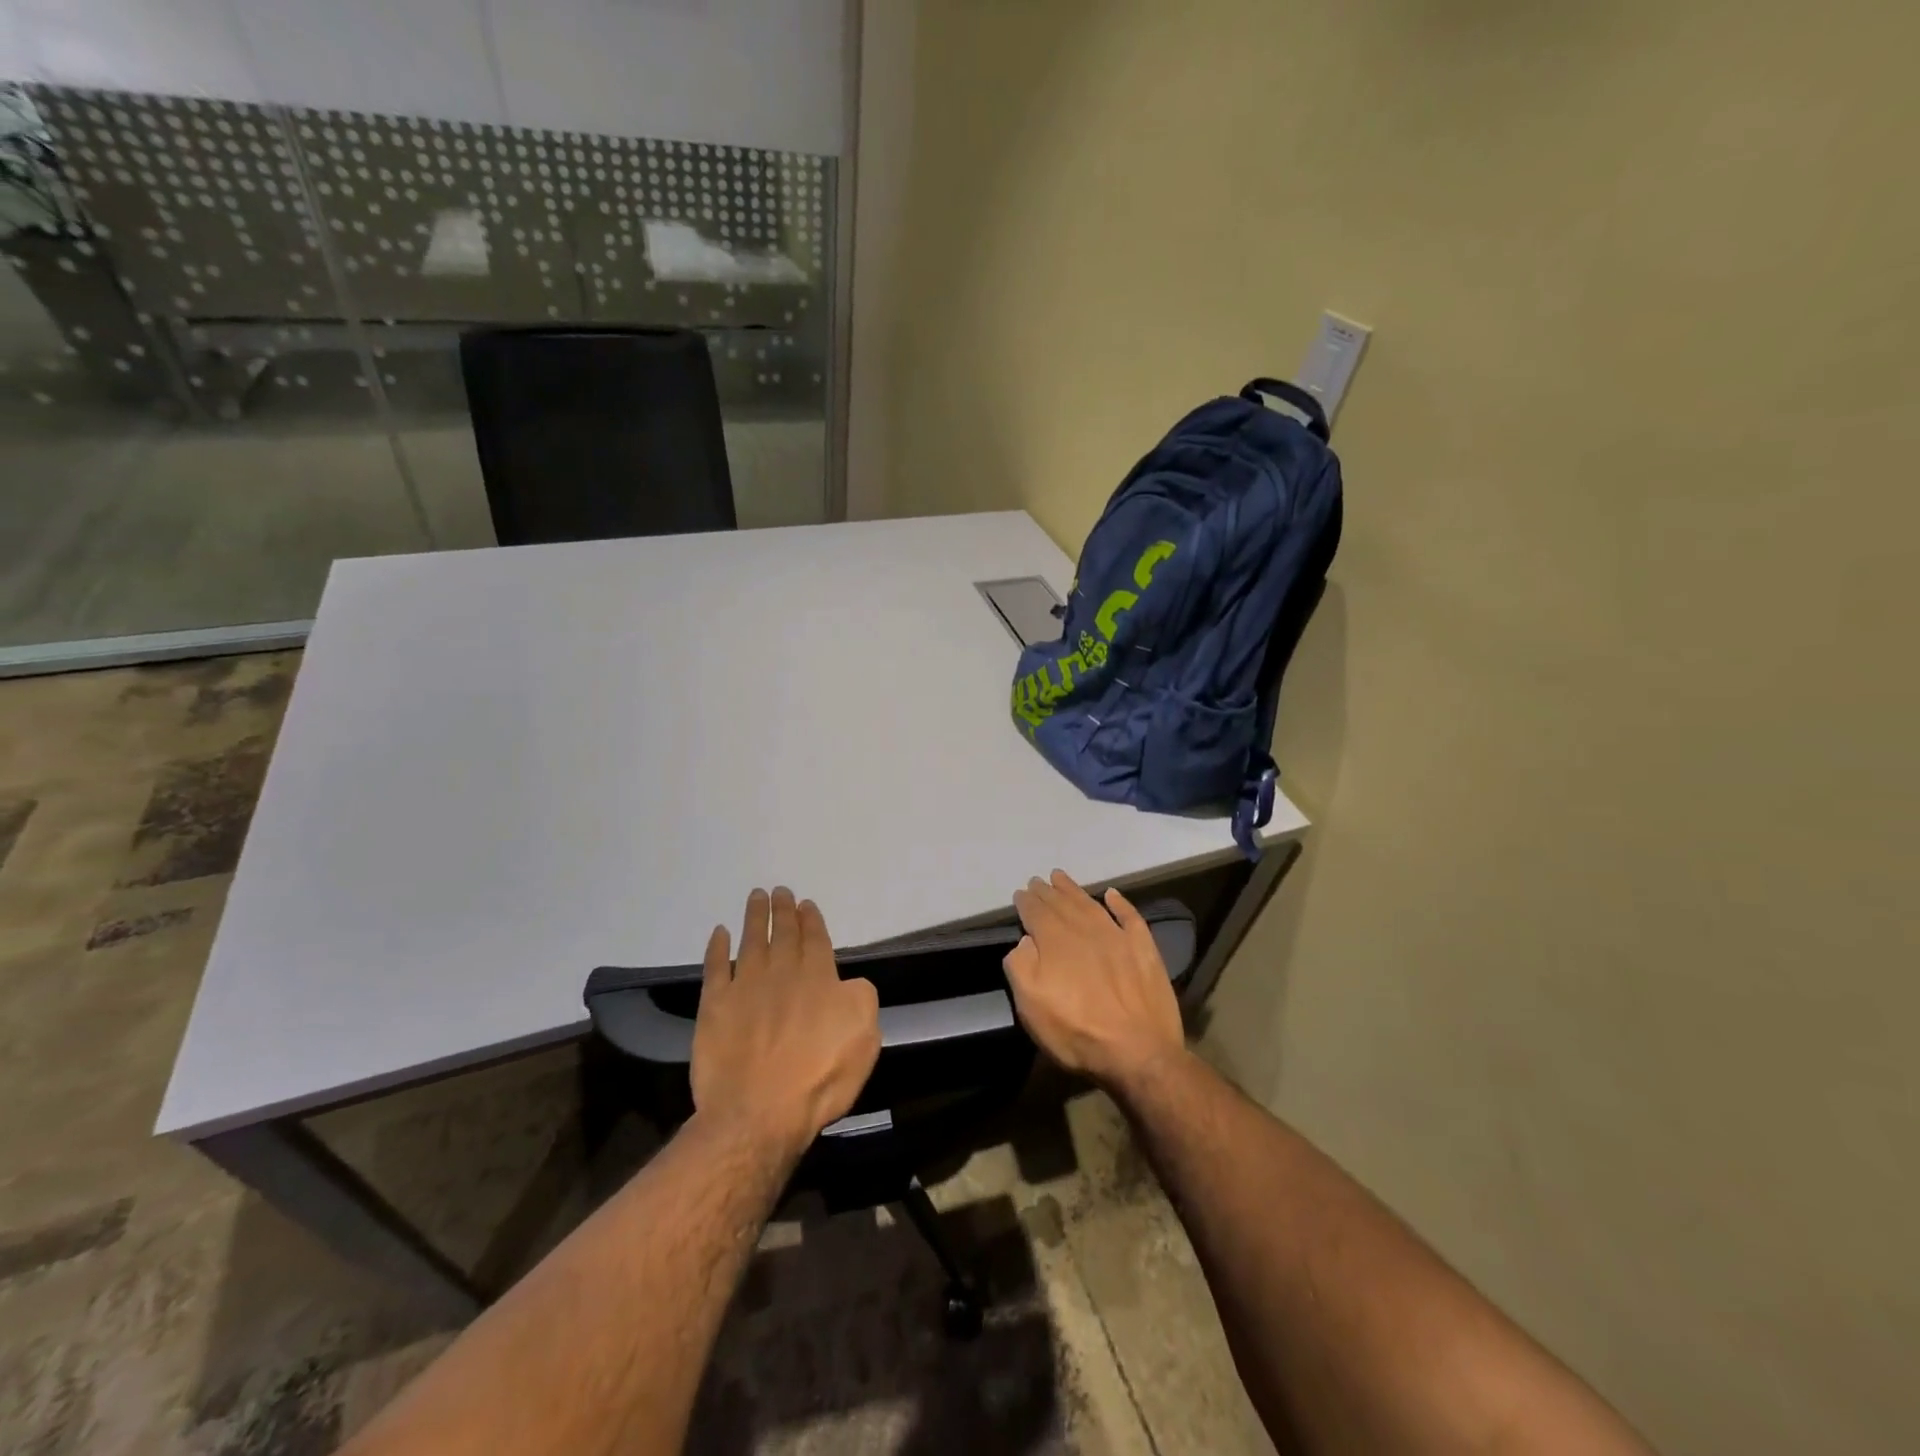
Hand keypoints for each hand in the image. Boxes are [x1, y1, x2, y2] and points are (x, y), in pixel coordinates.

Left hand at [691, 887, 881, 1157]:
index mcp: (819, 979)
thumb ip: (861, 1001)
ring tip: (755, 896)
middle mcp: (782, 973)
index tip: (805, 903)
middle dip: (783, 910)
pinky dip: (716, 948)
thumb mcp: (865, 1039)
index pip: (815, 939)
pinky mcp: (714, 1006)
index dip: (811, 920)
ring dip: (754, 917)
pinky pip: (714, 967)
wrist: (758, 1112)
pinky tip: (718, 933)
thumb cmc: (819, 1078)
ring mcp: (745, 987)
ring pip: (750, 941)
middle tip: (779, 890)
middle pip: (783, 933)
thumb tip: (848, 984)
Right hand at [1004, 870, 1186, 1092]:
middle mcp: (1085, 930)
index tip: (1020, 893)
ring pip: (1091, 904)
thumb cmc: (1077, 1032)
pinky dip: (1120, 903)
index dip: (1026, 902)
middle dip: (1047, 892)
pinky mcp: (1144, 949)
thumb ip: (1021, 966)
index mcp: (1055, 941)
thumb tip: (1025, 941)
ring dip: (1074, 890)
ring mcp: (1117, 937)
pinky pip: (1130, 917)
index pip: (1036, 912)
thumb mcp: (1031, 1006)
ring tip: (1061, 878)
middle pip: (1062, 904)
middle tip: (1038, 881)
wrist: (1138, 1052)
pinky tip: (1112, 894)